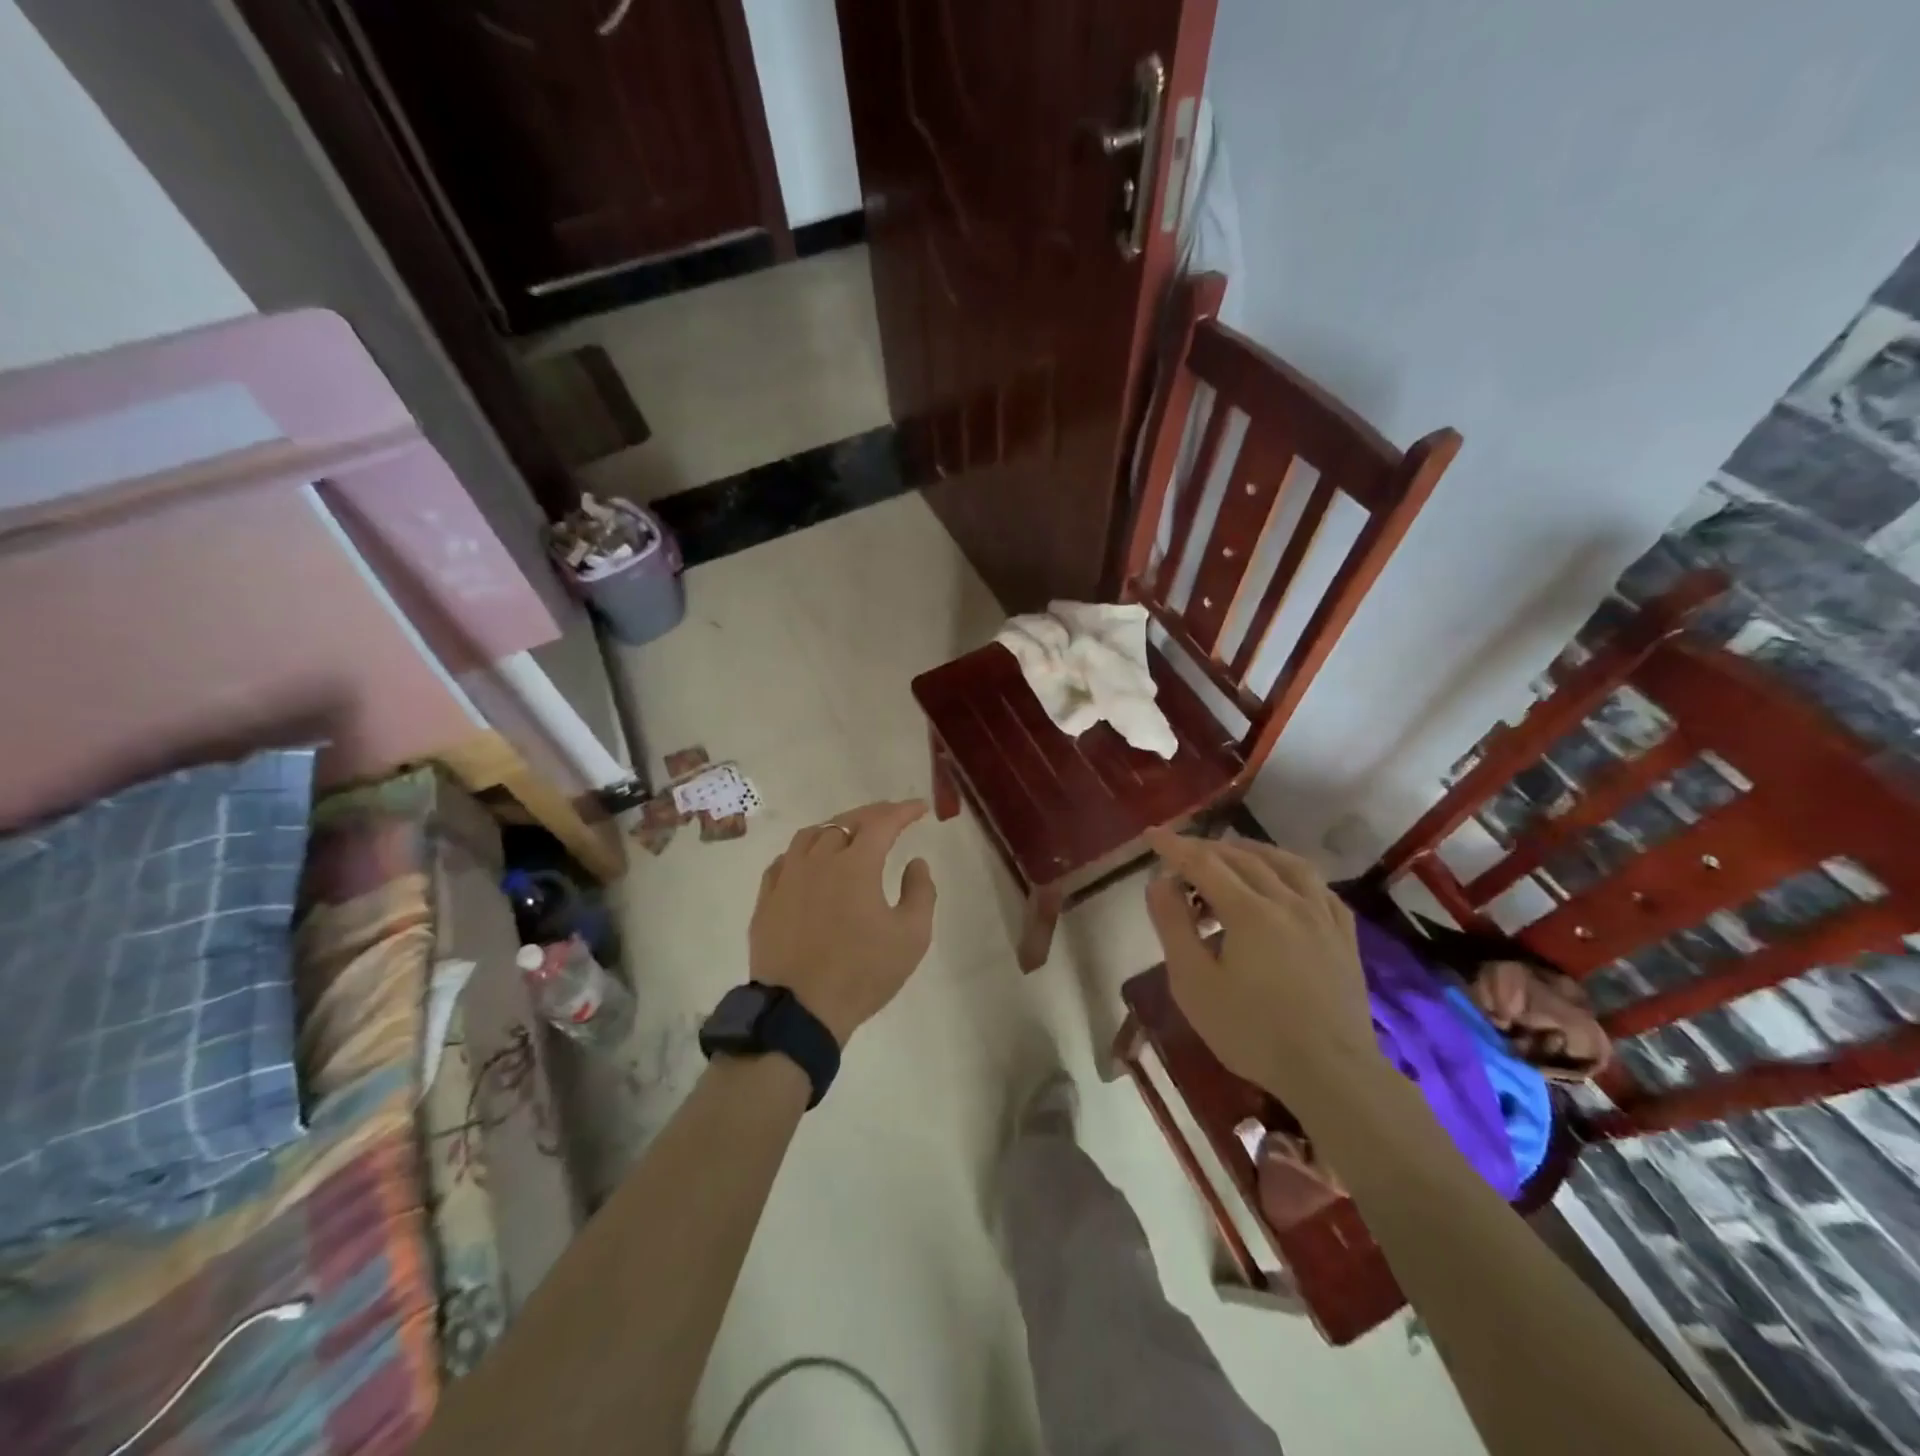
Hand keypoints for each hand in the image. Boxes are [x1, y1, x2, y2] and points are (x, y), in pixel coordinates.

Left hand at [749, 800, 937, 1044]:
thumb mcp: (911, 937)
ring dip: (836, 826)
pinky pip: (784, 861)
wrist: (799, 1011)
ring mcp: (787, 878)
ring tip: (850, 832)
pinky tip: (809, 861)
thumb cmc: (862, 973)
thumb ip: (921, 892)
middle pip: (845, 821)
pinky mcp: (767, 900)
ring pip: (811, 835)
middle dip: (873, 813)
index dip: (903, 811)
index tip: (920, 808)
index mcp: (856, 865)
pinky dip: (804, 851)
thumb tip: (915, 862)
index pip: (882, 823)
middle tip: (891, 815)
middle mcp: (818, 860)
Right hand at [1143, 830, 1381, 1114]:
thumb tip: (1159, 881)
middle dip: (1206, 849)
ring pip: (1285, 863)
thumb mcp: (1194, 984)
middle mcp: (1288, 900)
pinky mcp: (1344, 936)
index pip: (1204, 863)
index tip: (1151, 835)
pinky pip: (1318, 887)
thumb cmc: (1252, 1032)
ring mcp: (1322, 916)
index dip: (1175, 846)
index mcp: (1249, 911)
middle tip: (1180, 854)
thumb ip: (1173, 926)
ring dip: (1251, 851)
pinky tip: (1284, 883)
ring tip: (1230, 856)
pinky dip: (1291, 873)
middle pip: (1242, 857)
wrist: (1332, 1074)